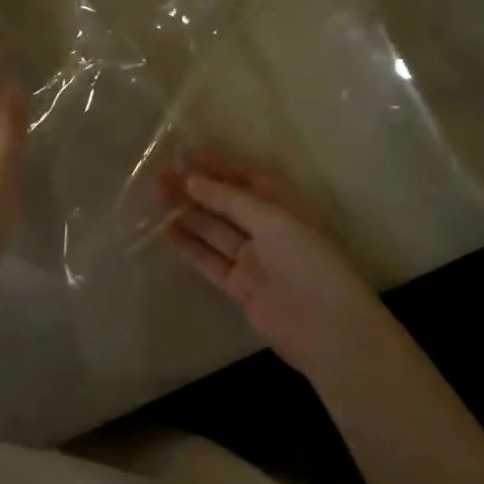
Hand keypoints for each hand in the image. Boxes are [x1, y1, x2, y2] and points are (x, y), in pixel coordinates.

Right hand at [158, 153, 382, 378]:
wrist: (326, 329)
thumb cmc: (307, 261)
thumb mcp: (271, 219)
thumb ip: (229, 199)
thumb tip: (193, 181)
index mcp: (285, 207)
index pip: (248, 178)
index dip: (219, 165)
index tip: (187, 154)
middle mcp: (269, 230)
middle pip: (227, 203)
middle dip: (197, 188)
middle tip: (162, 175)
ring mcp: (254, 259)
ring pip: (215, 230)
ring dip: (188, 212)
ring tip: (157, 195)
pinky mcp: (240, 286)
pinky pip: (210, 260)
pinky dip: (190, 245)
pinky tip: (166, 230)